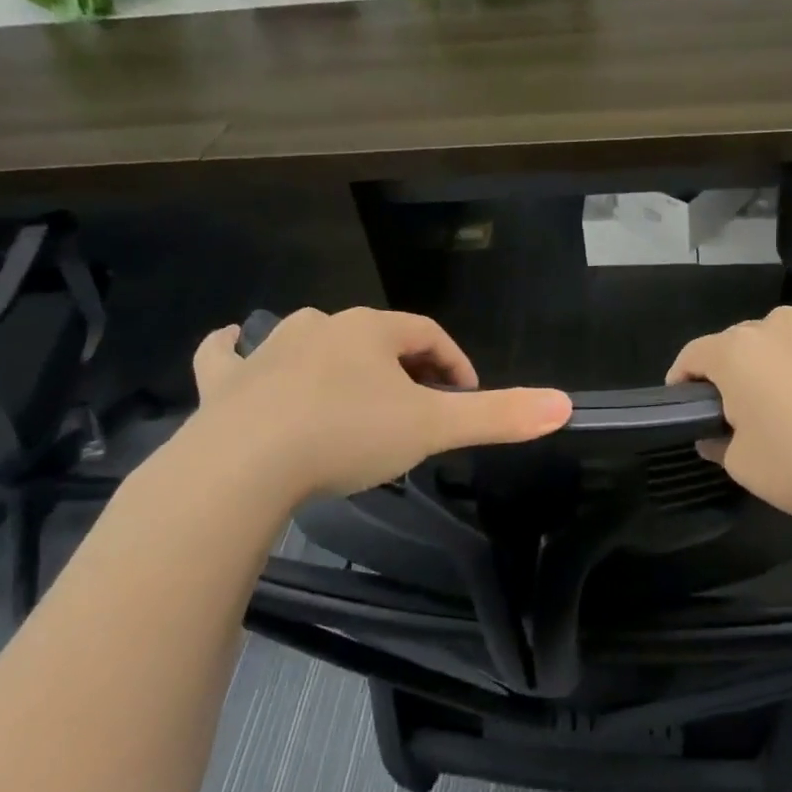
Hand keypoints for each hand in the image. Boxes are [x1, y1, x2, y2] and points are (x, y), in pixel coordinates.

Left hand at [186, 308, 571, 502]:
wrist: (244, 464)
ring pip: (310, 340)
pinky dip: (234, 350)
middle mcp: (320, 327)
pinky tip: (234, 345)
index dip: (453, 363)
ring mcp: (268, 350)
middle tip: (413, 409)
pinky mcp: (226, 381)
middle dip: (400, 368)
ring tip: (348, 398)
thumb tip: (566, 404)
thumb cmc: (346, 436)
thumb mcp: (431, 429)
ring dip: (335, 361)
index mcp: (371, 331)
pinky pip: (228, 354)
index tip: (465, 397)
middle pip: (374, 338)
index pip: (427, 335)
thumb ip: (499, 416)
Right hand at [666, 306, 791, 543]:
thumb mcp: (742, 465)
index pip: (693, 354)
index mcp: (737, 350)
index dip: (681, 378)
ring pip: (779, 340)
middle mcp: (775, 325)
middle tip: (735, 408)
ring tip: (781, 401)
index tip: (681, 401)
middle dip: (728, 371)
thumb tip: (715, 436)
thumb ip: (718, 443)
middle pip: (736, 343)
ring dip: (769, 363)